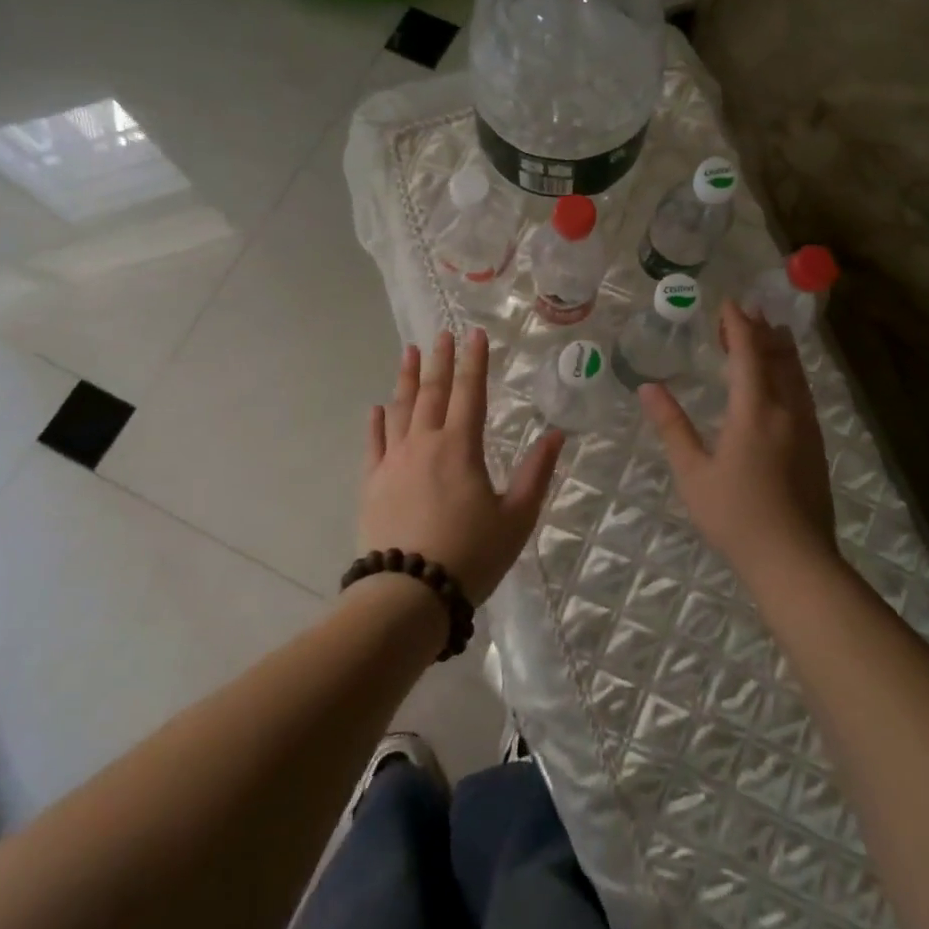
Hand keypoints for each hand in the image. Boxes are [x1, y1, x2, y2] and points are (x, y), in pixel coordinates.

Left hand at [359, 329, 565, 602]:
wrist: (409, 594)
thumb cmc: (470, 555)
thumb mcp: (516, 518)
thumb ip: (536, 473)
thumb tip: (556, 434)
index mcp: (461, 447)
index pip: (470, 392)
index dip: (473, 361)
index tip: (474, 334)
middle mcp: (425, 443)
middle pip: (432, 392)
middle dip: (439, 360)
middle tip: (441, 334)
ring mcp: (394, 461)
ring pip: (400, 409)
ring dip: (405, 378)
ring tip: (408, 352)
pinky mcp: (373, 483)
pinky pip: (374, 443)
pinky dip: (377, 421)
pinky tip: (377, 407)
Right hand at [641, 299, 838, 586]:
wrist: (795, 560)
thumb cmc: (736, 516)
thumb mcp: (693, 473)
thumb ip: (672, 427)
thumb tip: (648, 388)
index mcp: (755, 411)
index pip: (748, 354)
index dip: (738, 325)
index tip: (728, 304)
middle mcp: (787, 410)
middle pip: (778, 357)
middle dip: (762, 331)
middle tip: (746, 313)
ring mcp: (807, 428)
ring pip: (796, 374)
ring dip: (780, 349)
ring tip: (770, 333)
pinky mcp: (816, 447)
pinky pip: (803, 393)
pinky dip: (791, 373)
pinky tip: (784, 383)